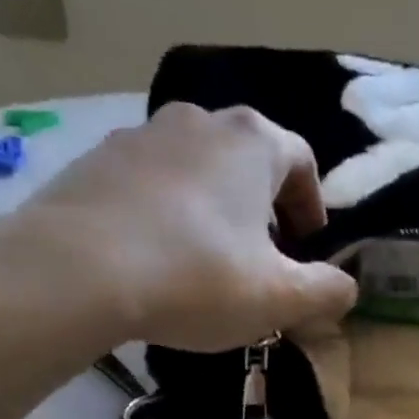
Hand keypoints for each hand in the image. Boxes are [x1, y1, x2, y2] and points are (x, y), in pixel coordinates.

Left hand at [15, 103, 356, 352]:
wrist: (73, 272)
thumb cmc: (197, 277)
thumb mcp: (282, 297)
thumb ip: (328, 291)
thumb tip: (345, 288)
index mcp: (253, 142)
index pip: (302, 161)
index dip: (312, 206)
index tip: (307, 246)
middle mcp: (199, 121)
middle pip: (249, 160)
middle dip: (265, 206)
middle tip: (264, 256)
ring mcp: (141, 135)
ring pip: (199, 169)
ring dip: (216, 207)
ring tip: (209, 258)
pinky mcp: (95, 160)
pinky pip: (151, 182)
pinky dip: (168, 211)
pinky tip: (159, 256)